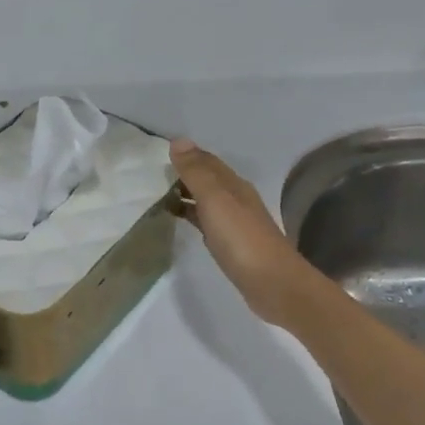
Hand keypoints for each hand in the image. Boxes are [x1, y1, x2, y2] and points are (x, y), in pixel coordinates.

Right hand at [170, 139, 315, 327]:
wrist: (272, 283)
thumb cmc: (241, 239)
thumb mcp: (216, 200)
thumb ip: (196, 172)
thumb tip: (178, 141)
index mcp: (233, 185)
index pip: (207, 161)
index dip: (186, 155)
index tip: (158, 153)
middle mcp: (236, 199)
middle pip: (208, 179)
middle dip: (183, 174)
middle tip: (151, 174)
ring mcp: (234, 223)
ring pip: (206, 200)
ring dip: (186, 194)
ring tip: (157, 195)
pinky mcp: (230, 244)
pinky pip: (206, 221)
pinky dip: (191, 215)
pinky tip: (178, 220)